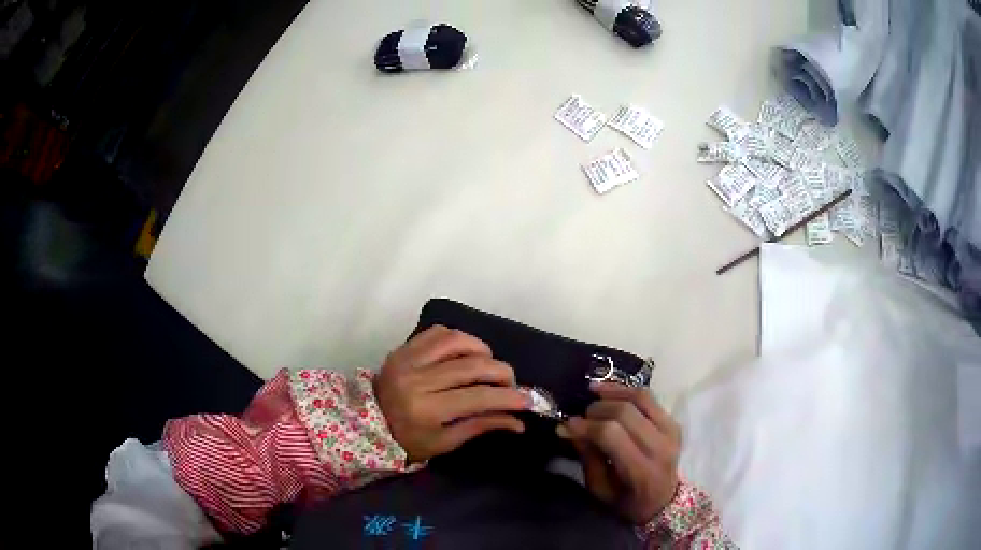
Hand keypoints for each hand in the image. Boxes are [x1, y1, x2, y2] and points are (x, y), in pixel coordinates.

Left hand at [374, 326, 529, 462]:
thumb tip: (518, 421)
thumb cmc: (408, 440)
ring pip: (457, 341)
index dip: (508, 397)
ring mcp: (408, 359)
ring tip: (489, 364)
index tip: (528, 400)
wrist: (366, 421)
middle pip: (472, 366)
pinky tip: (466, 352)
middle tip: (510, 382)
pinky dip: (459, 338)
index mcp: (427, 411)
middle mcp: (418, 380)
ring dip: (482, 350)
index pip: (478, 398)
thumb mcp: (445, 443)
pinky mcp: (403, 348)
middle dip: (501, 372)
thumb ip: (481, 426)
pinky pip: (438, 332)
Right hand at [558, 383, 680, 524]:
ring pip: (639, 398)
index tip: (566, 424)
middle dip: (597, 410)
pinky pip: (649, 398)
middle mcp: (660, 446)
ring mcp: (670, 431)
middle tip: (580, 416)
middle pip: (625, 413)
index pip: (611, 434)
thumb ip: (587, 457)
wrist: (663, 501)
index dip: (586, 425)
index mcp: (641, 470)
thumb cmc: (626, 501)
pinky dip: (627, 390)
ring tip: (592, 392)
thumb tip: (568, 428)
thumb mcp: (600, 489)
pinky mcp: (673, 422)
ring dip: (612, 392)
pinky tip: (608, 390)